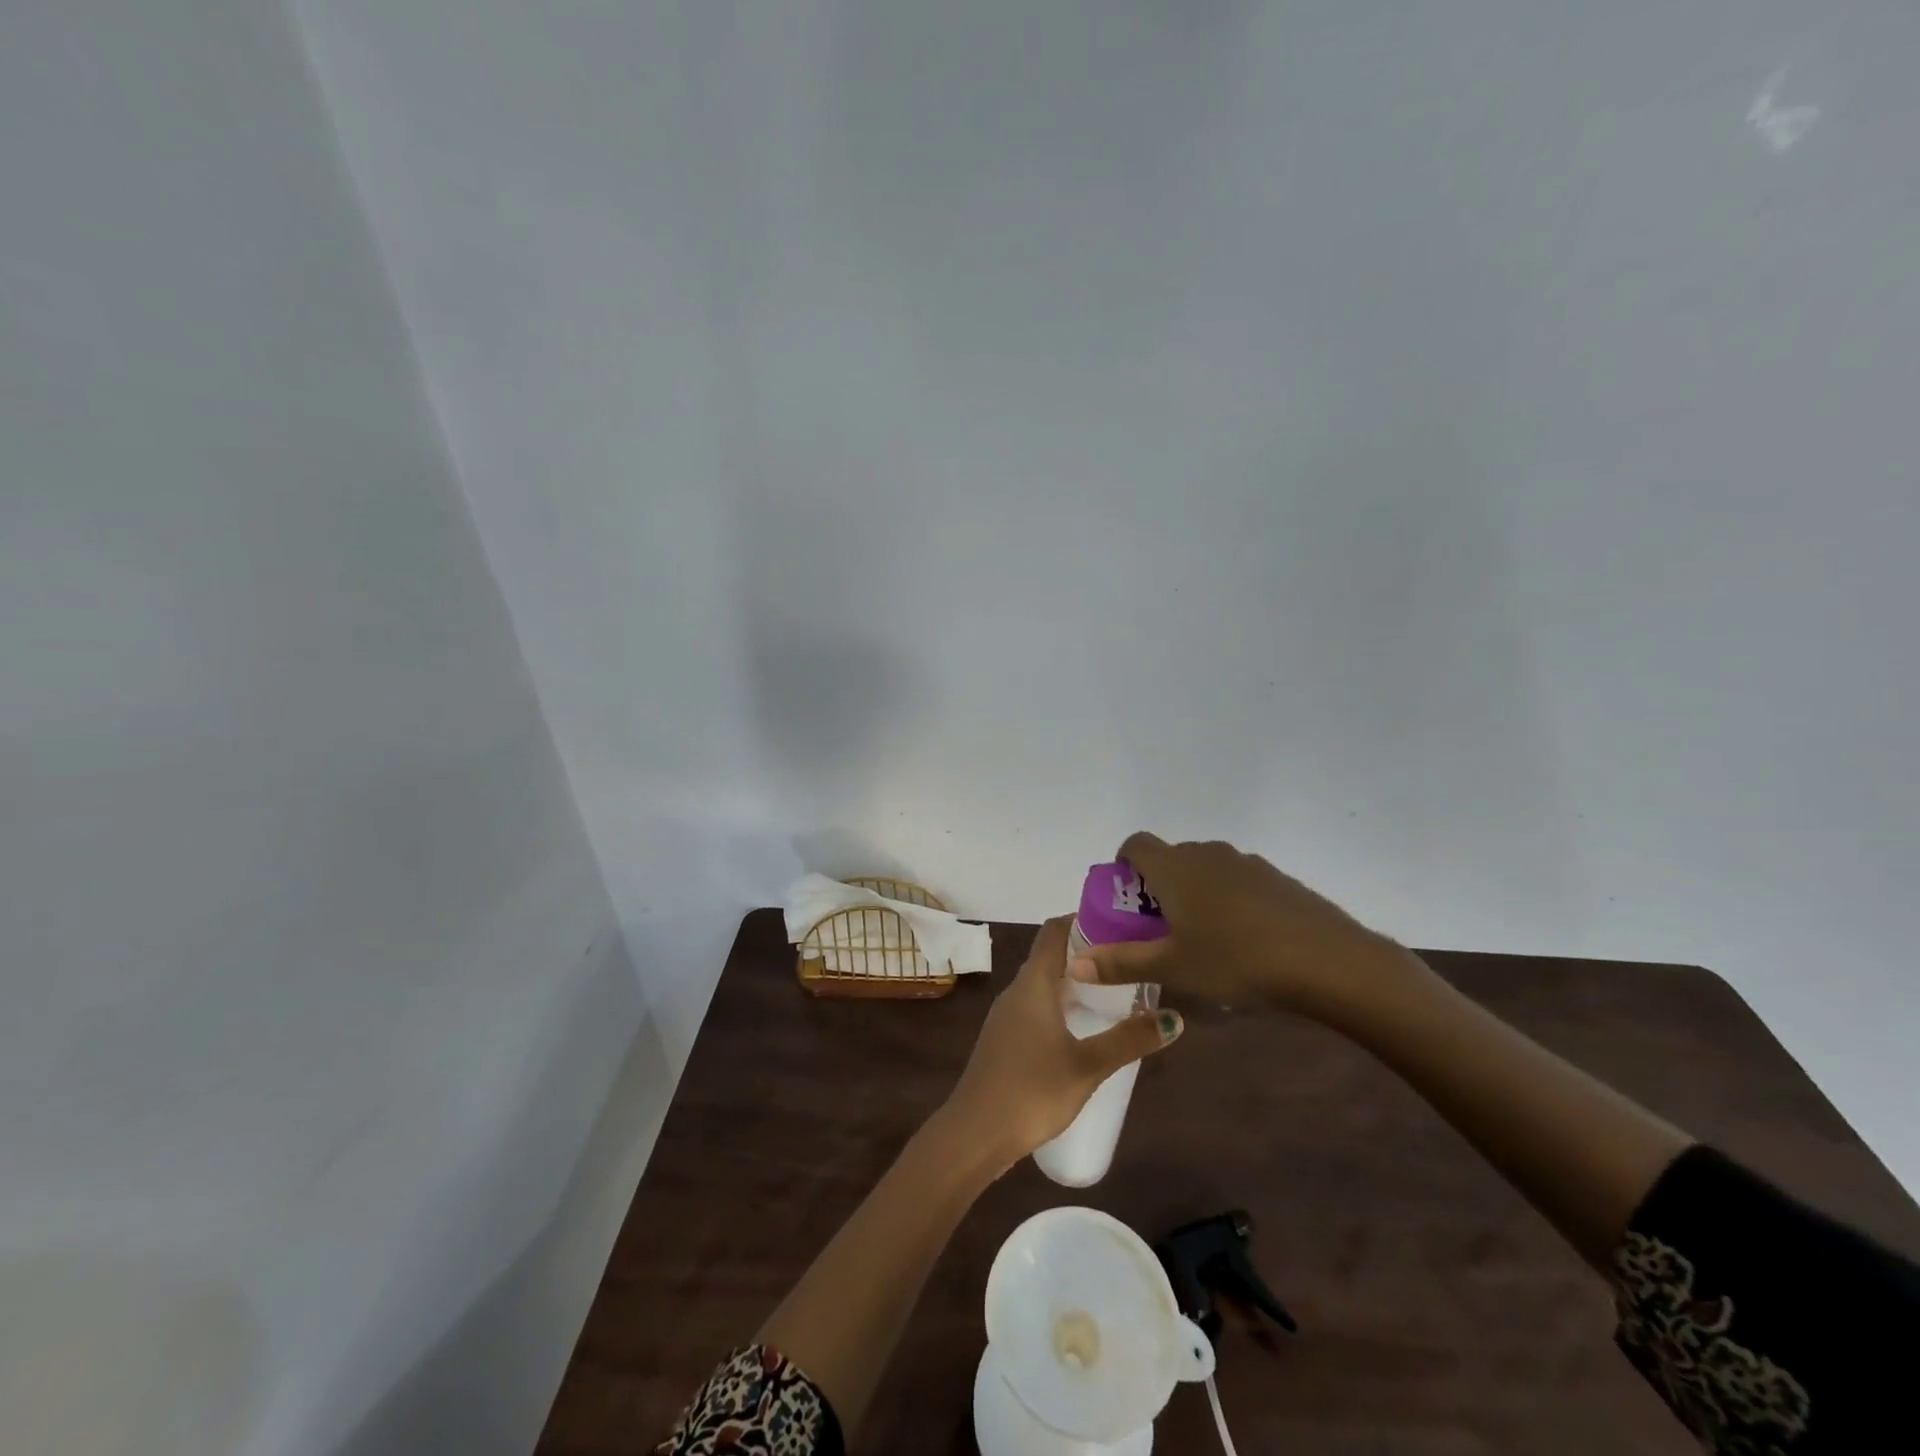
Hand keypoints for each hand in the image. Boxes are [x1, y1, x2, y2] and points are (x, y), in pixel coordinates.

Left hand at [943, 915, 1182, 1172]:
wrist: (975, 1133)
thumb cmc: (1032, 1089)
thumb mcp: (1088, 1065)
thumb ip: (1130, 1039)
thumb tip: (1174, 1017)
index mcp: (1033, 983)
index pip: (1054, 931)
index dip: (1082, 919)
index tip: (1118, 923)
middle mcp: (1016, 990)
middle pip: (1050, 956)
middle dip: (1086, 954)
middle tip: (1127, 962)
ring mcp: (1006, 1016)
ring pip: (1043, 985)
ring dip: (1074, 983)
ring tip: (1113, 994)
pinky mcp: (1004, 1039)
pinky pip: (1035, 1008)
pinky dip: (1060, 1006)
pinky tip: (1083, 1029)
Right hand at [1068, 833, 1418, 1018]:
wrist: (1327, 960)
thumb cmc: (1235, 959)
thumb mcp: (1172, 967)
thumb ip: (1120, 963)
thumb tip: (1074, 964)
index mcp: (1174, 867)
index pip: (1135, 844)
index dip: (1123, 867)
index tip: (1127, 902)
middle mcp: (1206, 853)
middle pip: (1170, 859)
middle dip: (1158, 888)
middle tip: (1161, 931)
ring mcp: (1246, 862)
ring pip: (1205, 870)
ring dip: (1194, 894)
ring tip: (1204, 940)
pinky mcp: (1276, 878)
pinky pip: (1237, 881)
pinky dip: (1228, 901)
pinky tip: (1245, 941)